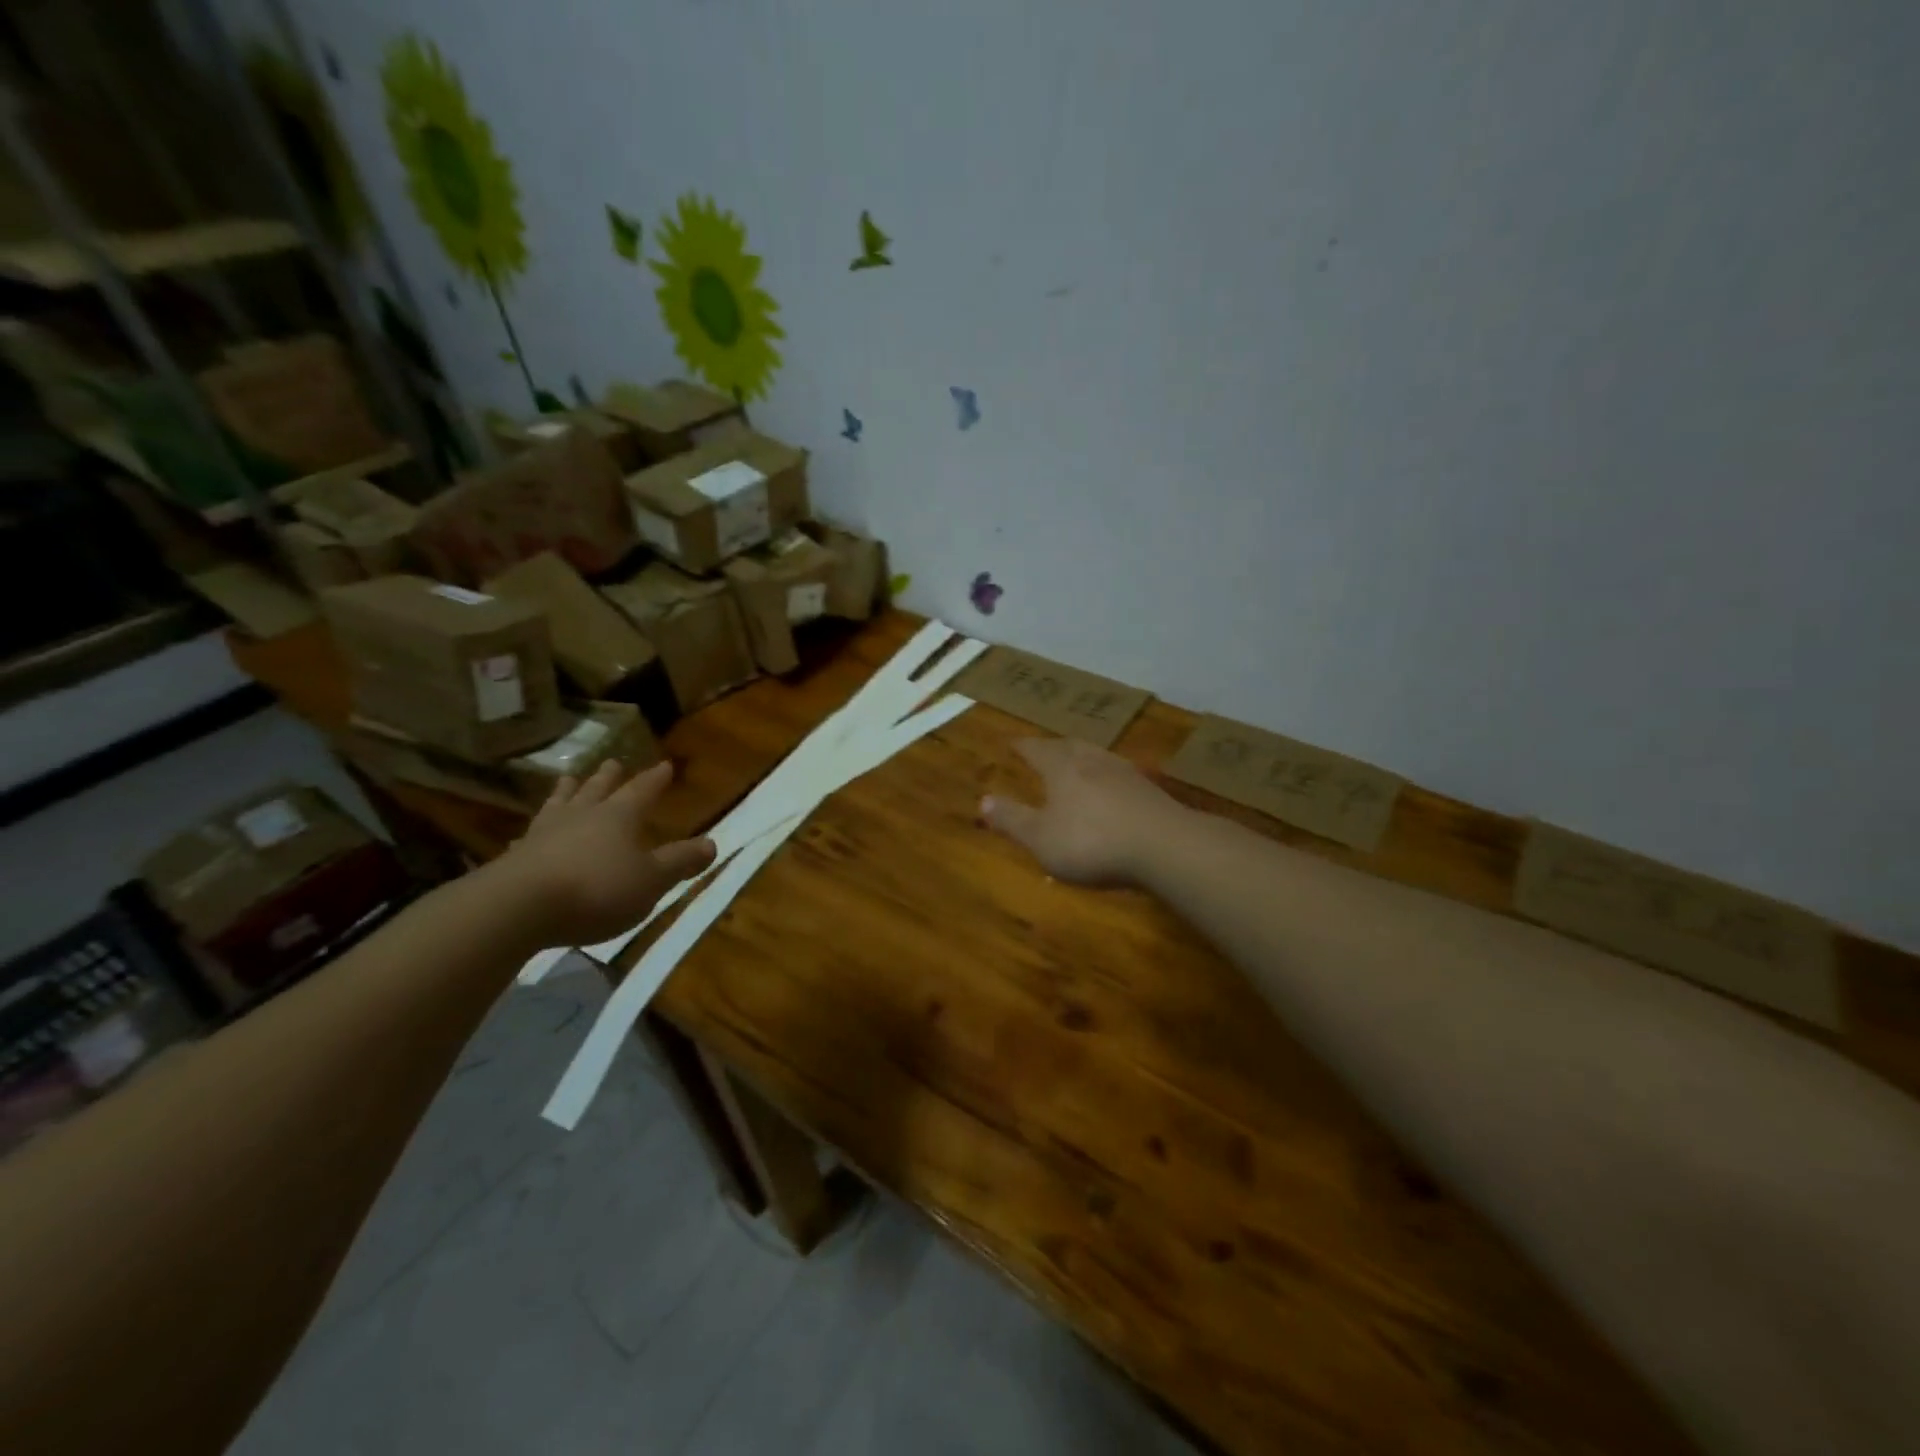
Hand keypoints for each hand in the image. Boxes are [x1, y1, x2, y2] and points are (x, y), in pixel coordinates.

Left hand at [490, 760, 716, 947]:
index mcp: (618, 816)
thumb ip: (680, 861)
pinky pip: (529, 836)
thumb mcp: (651, 880)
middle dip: (608, 777)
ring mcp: (544, 834)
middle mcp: (582, 816)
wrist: (518, 908)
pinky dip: (535, 832)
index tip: (665, 765)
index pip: (642, 791)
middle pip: (597, 790)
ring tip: (568, 780)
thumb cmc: (597, 889)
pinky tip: (528, 835)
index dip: (655, 779)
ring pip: (560, 804)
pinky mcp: (515, 858)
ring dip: (567, 792)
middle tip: (612, 762)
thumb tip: (712, 843)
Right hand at [981, 738, 1189, 885]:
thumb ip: (1012, 819)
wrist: (1164, 846)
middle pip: (1068, 746)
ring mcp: (1125, 772)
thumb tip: (983, 800)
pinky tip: (1110, 790)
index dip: (1021, 746)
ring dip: (1081, 758)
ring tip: (1074, 764)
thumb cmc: (1091, 842)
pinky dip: (1105, 778)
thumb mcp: (1041, 838)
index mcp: (1061, 767)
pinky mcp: (1150, 790)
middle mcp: (1092, 760)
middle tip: (1042, 750)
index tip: (1010, 742)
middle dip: (1052, 747)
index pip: (1036, 749)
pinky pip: (1118, 775)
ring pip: (1096, 756)